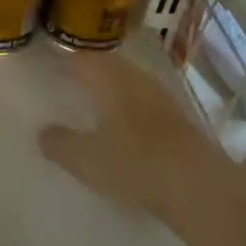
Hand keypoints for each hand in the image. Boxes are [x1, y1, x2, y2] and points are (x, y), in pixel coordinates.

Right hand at [37, 54, 222, 219]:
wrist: (203, 189)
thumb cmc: (136, 164)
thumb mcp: (86, 159)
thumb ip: (60, 143)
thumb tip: (42, 132)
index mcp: (109, 79)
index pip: (80, 56)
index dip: (61, 56)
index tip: (44, 60)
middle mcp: (135, 79)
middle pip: (106, 64)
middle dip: (85, 69)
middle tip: (64, 77)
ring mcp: (161, 97)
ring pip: (127, 81)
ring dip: (108, 87)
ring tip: (90, 99)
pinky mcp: (179, 119)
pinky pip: (143, 101)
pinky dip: (127, 106)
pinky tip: (121, 124)